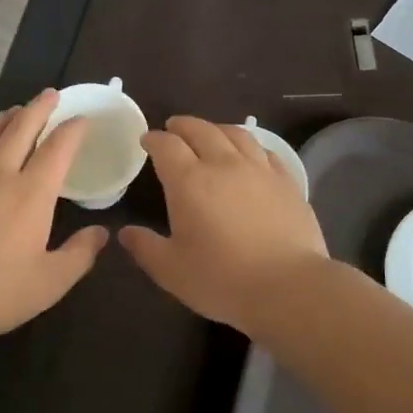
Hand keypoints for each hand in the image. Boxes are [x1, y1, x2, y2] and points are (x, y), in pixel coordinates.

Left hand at [0, 90, 108, 343]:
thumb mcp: (50, 282)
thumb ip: (80, 254)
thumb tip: (102, 232)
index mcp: (31, 193)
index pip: (58, 148)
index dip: (73, 129)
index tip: (83, 118)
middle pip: (20, 127)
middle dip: (39, 107)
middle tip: (50, 94)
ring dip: (4, 117)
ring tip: (14, 111)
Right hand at [119, 117, 327, 332]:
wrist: (288, 287)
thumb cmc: (221, 280)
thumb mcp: (171, 270)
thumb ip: (145, 247)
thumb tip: (125, 232)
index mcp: (189, 181)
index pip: (166, 146)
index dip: (154, 139)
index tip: (147, 141)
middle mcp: (223, 165)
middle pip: (201, 130)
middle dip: (182, 126)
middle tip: (173, 128)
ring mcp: (259, 170)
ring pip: (236, 134)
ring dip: (216, 128)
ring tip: (210, 133)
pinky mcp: (287, 182)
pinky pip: (265, 151)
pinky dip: (249, 146)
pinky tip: (249, 155)